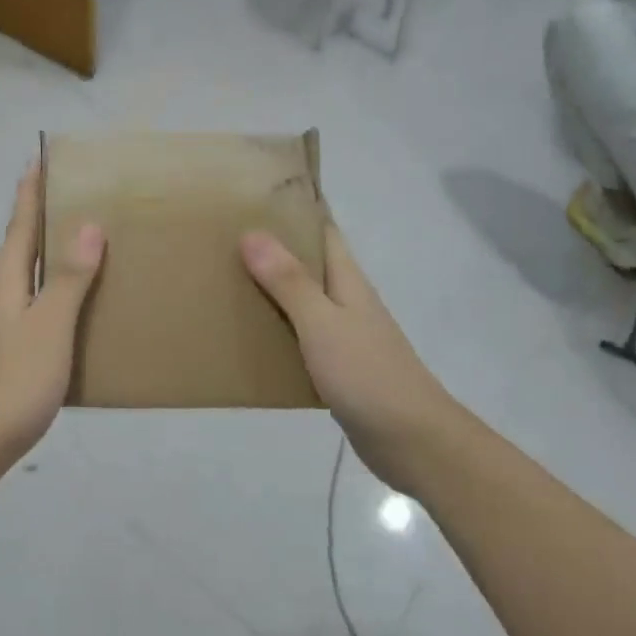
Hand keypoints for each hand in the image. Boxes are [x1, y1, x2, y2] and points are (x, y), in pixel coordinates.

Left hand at [0, 167, 104, 492]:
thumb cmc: (9, 381)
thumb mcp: (48, 326)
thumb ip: (67, 277)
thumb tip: (87, 223)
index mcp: (6, 279)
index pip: (21, 221)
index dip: (32, 189)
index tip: (42, 157)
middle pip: (21, 246)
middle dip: (43, 218)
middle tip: (78, 197)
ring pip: (26, 279)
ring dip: (50, 258)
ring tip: (85, 249)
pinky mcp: (1, 356)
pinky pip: (32, 309)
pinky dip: (53, 296)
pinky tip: (73, 313)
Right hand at [241, 224, 452, 492]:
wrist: (412, 442)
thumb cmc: (368, 374)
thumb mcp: (322, 323)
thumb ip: (289, 281)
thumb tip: (252, 232)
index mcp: (347, 280)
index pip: (323, 229)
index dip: (295, 209)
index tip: (255, 194)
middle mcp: (345, 300)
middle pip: (307, 262)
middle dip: (272, 247)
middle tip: (223, 235)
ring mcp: (343, 334)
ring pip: (301, 299)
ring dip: (270, 288)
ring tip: (225, 278)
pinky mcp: (336, 366)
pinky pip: (299, 335)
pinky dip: (275, 327)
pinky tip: (247, 334)